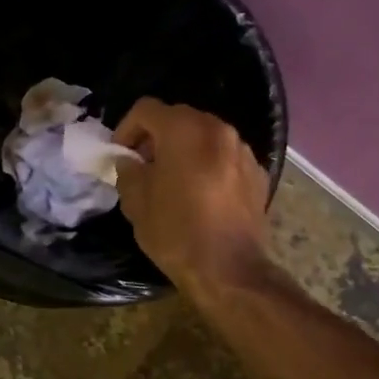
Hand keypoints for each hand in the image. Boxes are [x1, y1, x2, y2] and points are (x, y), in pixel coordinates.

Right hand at [113, 99, 269, 295]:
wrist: (229, 270)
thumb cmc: (176, 232)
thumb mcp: (136, 202)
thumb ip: (128, 171)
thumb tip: (130, 161)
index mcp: (184, 130)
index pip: (147, 109)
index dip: (127, 128)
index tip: (120, 153)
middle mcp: (218, 130)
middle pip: (179, 118)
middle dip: (156, 136)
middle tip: (143, 164)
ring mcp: (242, 150)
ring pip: (205, 136)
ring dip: (184, 149)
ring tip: (172, 179)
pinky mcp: (257, 173)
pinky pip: (225, 157)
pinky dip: (208, 164)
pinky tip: (200, 194)